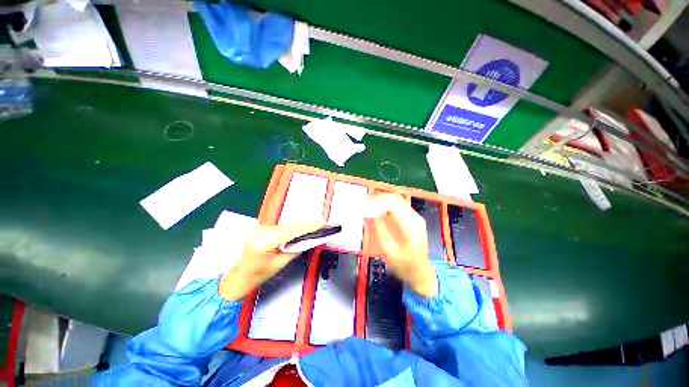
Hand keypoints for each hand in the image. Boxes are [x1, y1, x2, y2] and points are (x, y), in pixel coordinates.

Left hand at [219, 223, 323, 301]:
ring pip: (286, 225)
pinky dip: (293, 228)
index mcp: (263, 242)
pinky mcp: (262, 229)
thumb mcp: (278, 264)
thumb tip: (308, 240)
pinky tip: (301, 228)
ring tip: (315, 226)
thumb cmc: (256, 276)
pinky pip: (281, 227)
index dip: (308, 227)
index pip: (291, 231)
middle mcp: (261, 231)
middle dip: (306, 225)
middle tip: (322, 224)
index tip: (321, 225)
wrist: (238, 278)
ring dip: (301, 226)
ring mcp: (260, 228)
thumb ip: (295, 250)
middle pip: (290, 226)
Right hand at [367, 194, 438, 297]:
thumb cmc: (404, 264)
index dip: (376, 201)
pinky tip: (378, 210)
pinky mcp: (413, 218)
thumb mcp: (388, 250)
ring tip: (369, 206)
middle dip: (378, 199)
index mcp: (411, 225)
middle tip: (365, 203)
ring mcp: (416, 217)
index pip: (392, 202)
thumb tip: (369, 214)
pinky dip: (387, 205)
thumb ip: (379, 229)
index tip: (365, 204)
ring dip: (382, 201)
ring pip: (397, 200)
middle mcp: (415, 217)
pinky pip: (398, 205)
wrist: (420, 271)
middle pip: (395, 198)